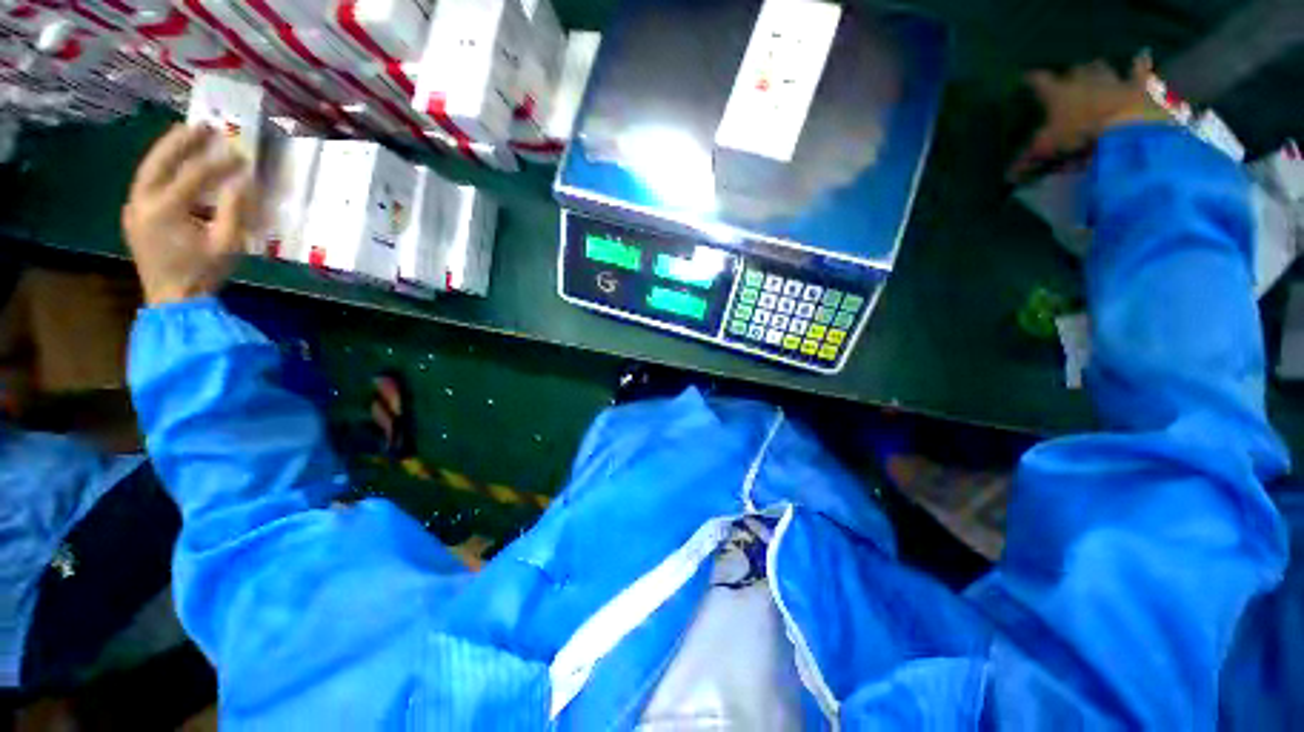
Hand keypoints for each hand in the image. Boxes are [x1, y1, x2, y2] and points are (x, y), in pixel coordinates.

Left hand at [121, 124, 256, 305]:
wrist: (172, 301)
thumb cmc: (203, 273)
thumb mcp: (227, 244)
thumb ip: (234, 209)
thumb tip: (244, 180)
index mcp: (166, 210)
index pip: (194, 175)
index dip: (219, 162)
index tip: (241, 154)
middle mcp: (143, 202)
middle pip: (160, 162)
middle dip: (181, 142)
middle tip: (202, 125)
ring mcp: (134, 208)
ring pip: (148, 168)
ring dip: (167, 150)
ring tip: (185, 134)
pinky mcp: (134, 215)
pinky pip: (146, 182)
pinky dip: (160, 167)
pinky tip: (173, 163)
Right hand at [1010, 54, 1171, 180]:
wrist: (1126, 128)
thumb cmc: (1080, 136)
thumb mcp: (1048, 153)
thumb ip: (1028, 162)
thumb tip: (1007, 178)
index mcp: (1058, 94)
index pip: (1040, 82)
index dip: (1032, 80)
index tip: (1026, 77)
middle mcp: (1083, 80)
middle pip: (1075, 71)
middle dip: (1072, 74)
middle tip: (1069, 78)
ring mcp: (1112, 80)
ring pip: (1101, 67)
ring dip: (1098, 69)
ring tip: (1095, 69)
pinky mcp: (1137, 86)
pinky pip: (1139, 70)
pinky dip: (1139, 65)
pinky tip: (1140, 57)